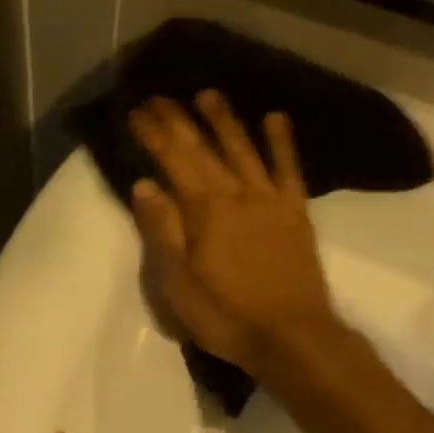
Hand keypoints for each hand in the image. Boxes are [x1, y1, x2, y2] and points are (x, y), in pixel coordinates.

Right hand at [127, 91, 341, 379]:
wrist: (292, 337)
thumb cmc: (226, 315)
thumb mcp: (179, 283)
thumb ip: (163, 230)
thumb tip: (145, 185)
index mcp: (205, 211)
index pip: (174, 161)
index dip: (155, 135)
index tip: (138, 112)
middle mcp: (237, 195)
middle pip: (205, 149)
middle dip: (181, 120)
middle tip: (161, 96)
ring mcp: (270, 201)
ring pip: (244, 150)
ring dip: (225, 121)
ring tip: (208, 95)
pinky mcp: (295, 213)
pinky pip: (288, 169)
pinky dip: (282, 143)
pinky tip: (275, 119)